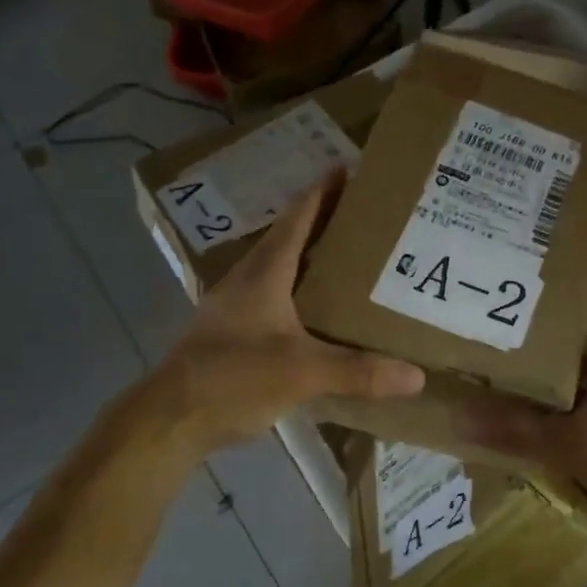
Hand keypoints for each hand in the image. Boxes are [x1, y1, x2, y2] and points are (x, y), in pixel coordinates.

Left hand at [151, 172, 424, 454]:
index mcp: (263, 274)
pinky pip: (271, 299)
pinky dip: (297, 292)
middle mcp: (247, 282)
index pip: (296, 220)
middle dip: (320, 222)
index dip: (321, 193)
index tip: (346, 167)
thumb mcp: (302, 372)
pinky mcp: (230, 333)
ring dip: (307, 257)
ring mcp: (234, 308)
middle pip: (287, 239)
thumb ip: (358, 371)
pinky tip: (316, 310)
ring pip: (277, 270)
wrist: (170, 419)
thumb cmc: (233, 378)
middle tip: (361, 215)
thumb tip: (416, 376)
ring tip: (346, 258)